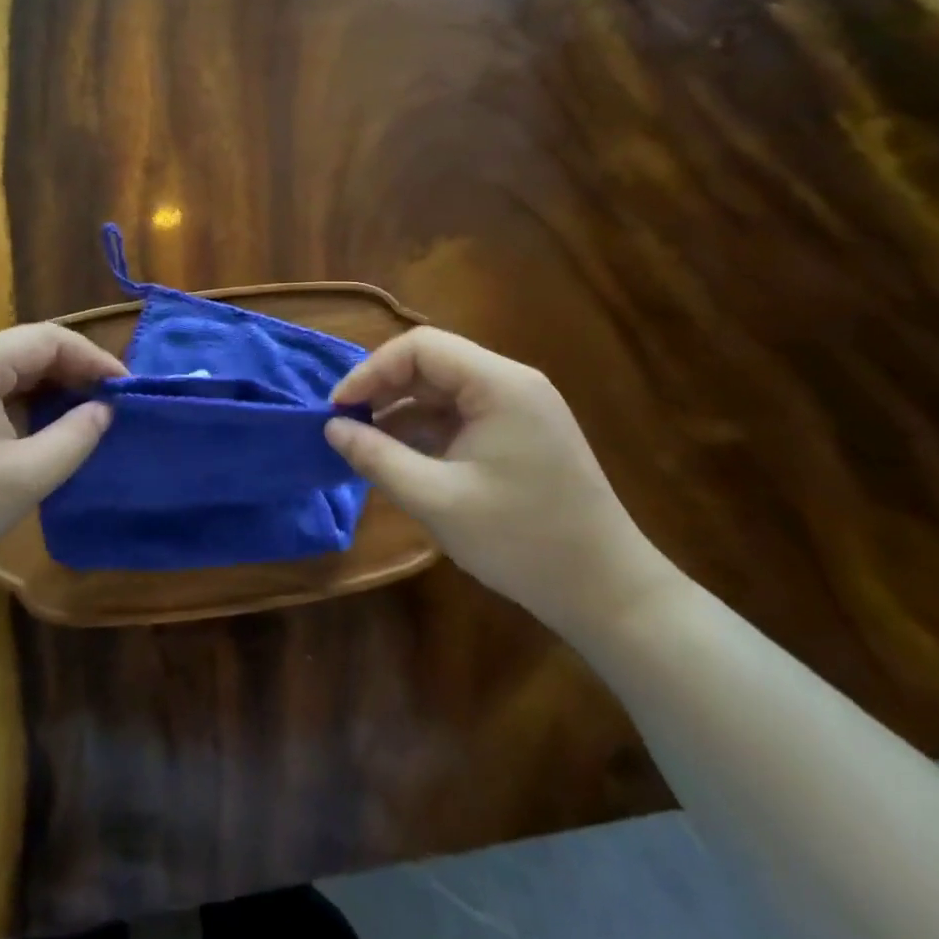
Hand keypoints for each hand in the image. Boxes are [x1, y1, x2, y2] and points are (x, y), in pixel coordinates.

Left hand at [0, 324, 125, 583]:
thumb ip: (75, 438)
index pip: (49, 339)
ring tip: (81, 415)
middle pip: (27, 348)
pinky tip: (36, 425)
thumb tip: (104, 410)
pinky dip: (19, 398)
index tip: (126, 389)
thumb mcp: (24, 478)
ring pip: (7, 367)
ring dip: (47, 386)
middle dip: (73, 372)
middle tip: (108, 405)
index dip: (94, 360)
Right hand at [325, 328, 681, 638]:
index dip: (371, 370)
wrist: (606, 592)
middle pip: (433, 363)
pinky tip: (400, 456)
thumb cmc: (520, 541)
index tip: (338, 408)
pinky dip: (426, 430)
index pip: (420, 347)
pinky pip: (462, 415)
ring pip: (444, 390)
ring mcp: (520, 409)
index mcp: (499, 384)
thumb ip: (377, 457)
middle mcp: (512, 383)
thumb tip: (332, 428)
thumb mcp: (436, 500)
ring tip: (364, 442)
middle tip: (345, 424)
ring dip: (402, 410)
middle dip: (384, 389)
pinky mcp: (520, 434)